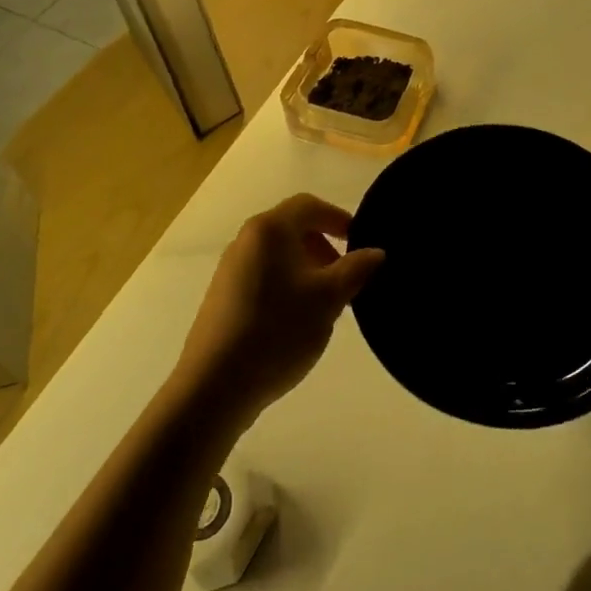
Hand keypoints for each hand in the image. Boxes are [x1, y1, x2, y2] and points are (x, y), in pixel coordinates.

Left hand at [176, 194, 383, 419]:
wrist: (215, 385)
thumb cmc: (277, 330)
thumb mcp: (328, 299)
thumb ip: (356, 269)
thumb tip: (376, 252)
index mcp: (269, 230)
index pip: (309, 205)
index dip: (339, 218)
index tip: (360, 244)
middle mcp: (246, 241)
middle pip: (293, 228)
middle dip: (325, 247)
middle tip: (346, 279)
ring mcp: (230, 269)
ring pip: (279, 255)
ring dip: (308, 269)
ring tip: (325, 304)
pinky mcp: (223, 297)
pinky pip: (264, 276)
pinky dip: (287, 285)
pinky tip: (296, 321)